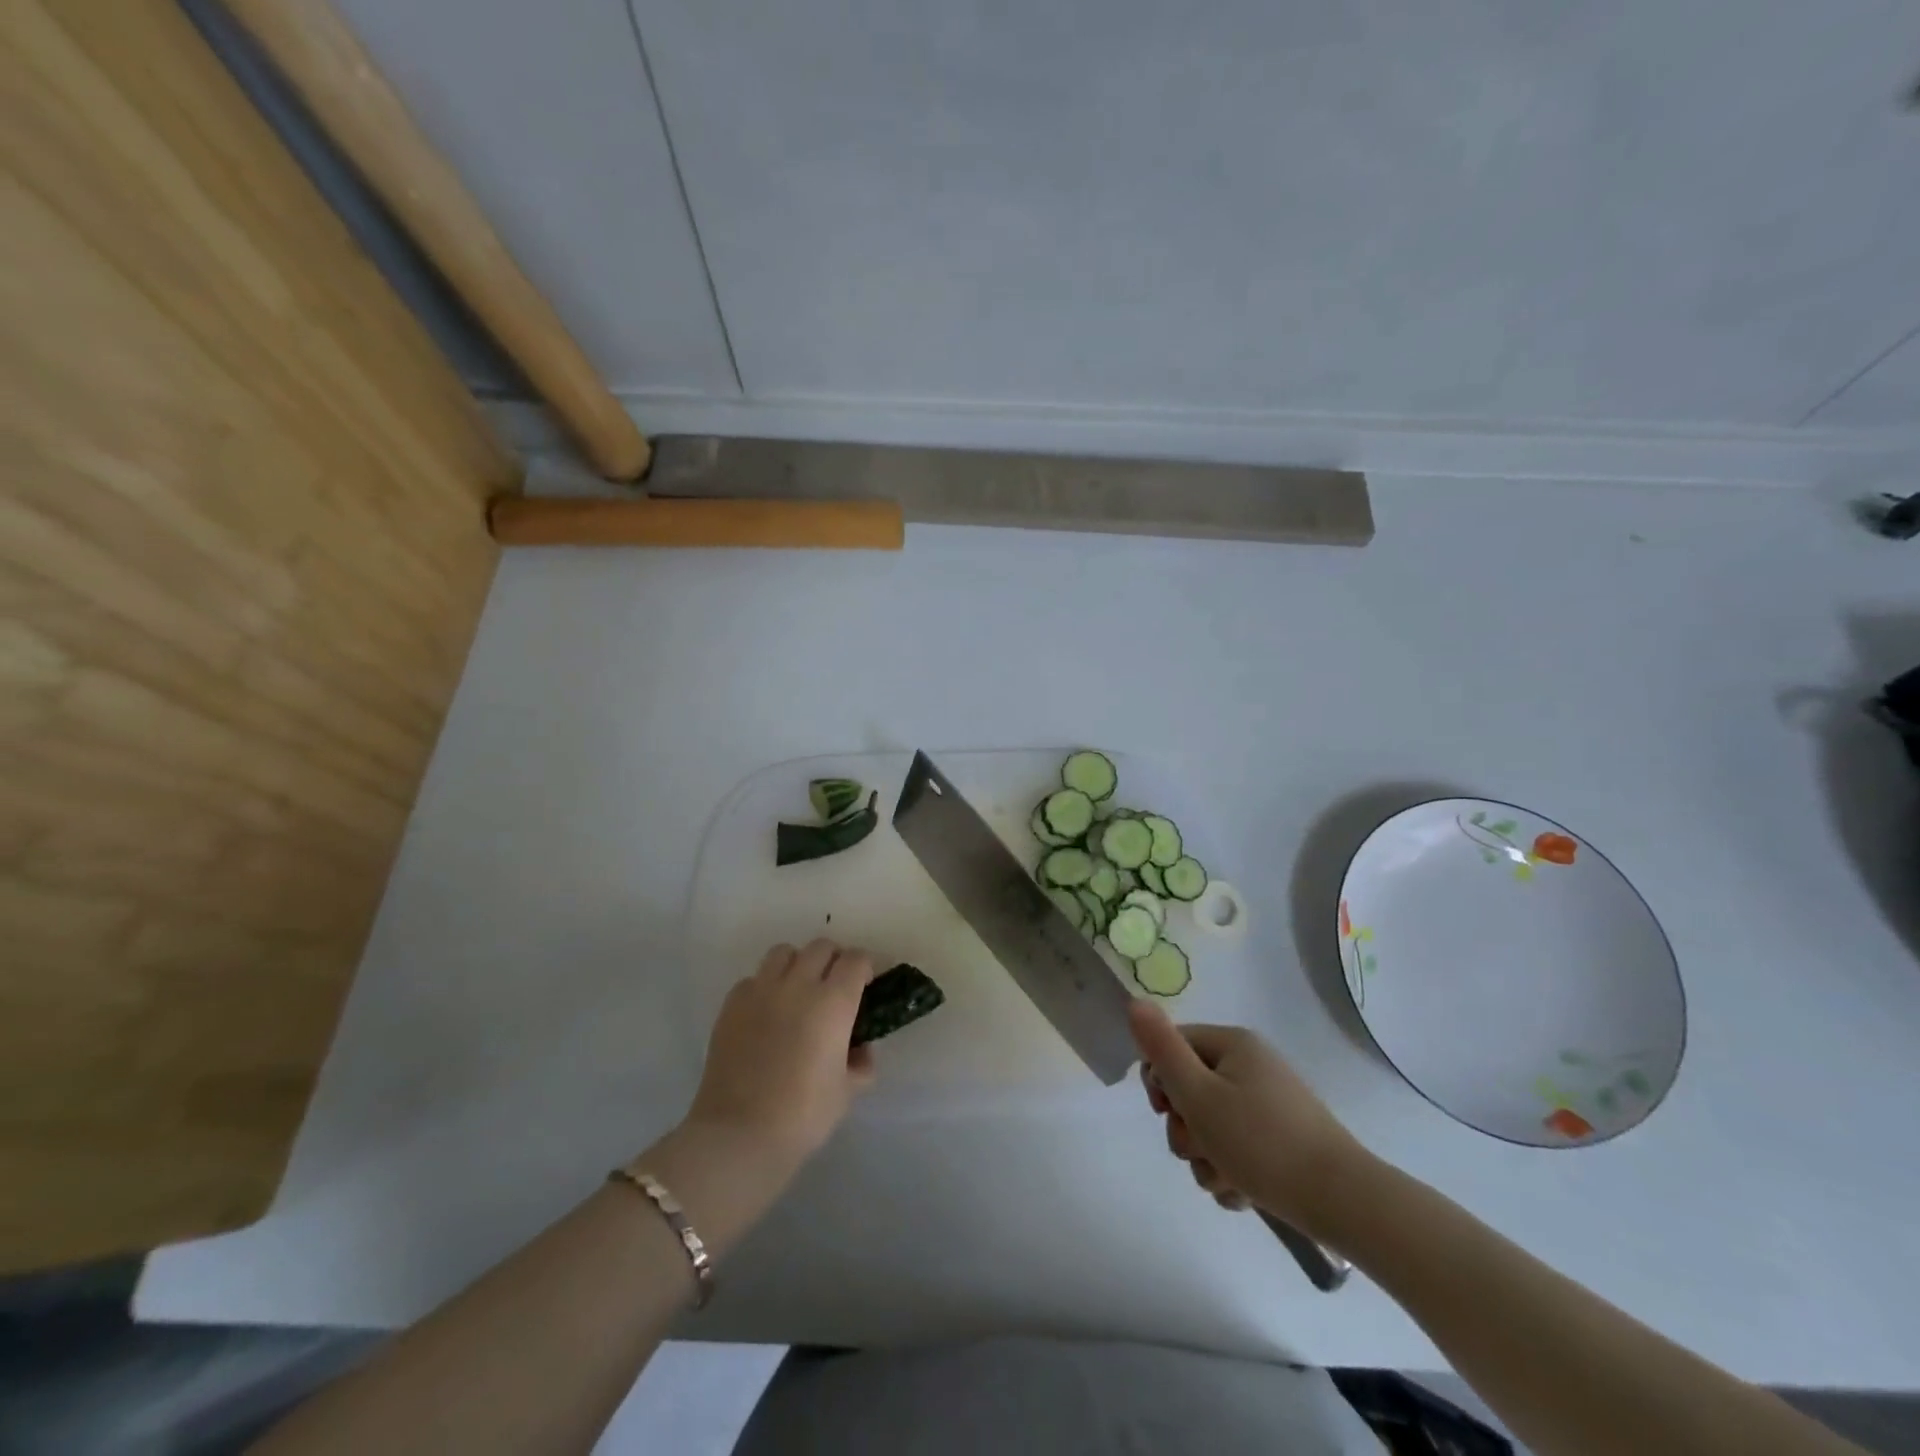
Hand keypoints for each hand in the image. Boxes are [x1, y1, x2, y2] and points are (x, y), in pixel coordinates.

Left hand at [684, 939, 877, 1165]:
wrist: (739, 1135)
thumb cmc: (803, 1115)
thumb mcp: (847, 1092)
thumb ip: (860, 1063)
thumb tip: (859, 1050)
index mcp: (834, 1002)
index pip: (856, 960)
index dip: (866, 967)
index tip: (867, 984)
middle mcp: (798, 985)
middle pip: (821, 947)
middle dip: (834, 960)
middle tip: (835, 985)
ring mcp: (761, 991)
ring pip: (784, 953)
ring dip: (798, 963)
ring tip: (798, 990)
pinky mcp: (731, 1005)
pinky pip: (753, 979)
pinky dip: (765, 986)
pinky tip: (766, 1013)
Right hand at [1128, 1001, 1364, 1238]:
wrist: (1343, 1202)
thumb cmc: (1262, 1143)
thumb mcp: (1199, 1095)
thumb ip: (1162, 1049)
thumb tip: (1134, 1001)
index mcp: (1232, 1044)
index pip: (1172, 1047)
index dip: (1160, 1081)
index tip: (1166, 1112)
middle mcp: (1251, 1065)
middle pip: (1190, 1089)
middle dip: (1185, 1127)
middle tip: (1198, 1149)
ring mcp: (1269, 1103)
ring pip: (1211, 1125)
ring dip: (1205, 1156)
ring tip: (1225, 1179)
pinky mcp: (1283, 1138)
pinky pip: (1238, 1147)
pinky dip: (1231, 1170)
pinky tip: (1242, 1192)